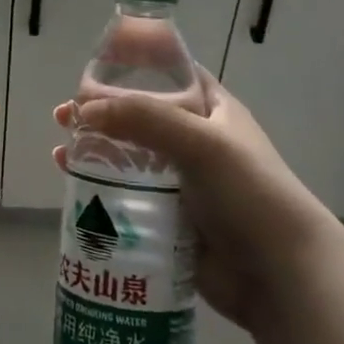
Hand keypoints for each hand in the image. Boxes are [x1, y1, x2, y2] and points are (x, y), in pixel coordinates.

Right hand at [54, 70, 332, 333]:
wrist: (282, 277)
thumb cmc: (249, 193)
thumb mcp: (200, 142)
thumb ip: (143, 118)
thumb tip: (82, 111)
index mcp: (211, 109)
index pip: (168, 74)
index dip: (132, 66)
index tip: (91, 69)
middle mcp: (194, 140)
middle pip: (138, 116)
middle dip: (100, 113)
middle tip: (63, 115)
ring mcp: (182, 181)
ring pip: (128, 157)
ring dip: (94, 150)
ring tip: (61, 151)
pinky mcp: (169, 218)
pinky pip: (128, 195)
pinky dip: (100, 188)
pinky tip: (73, 187)